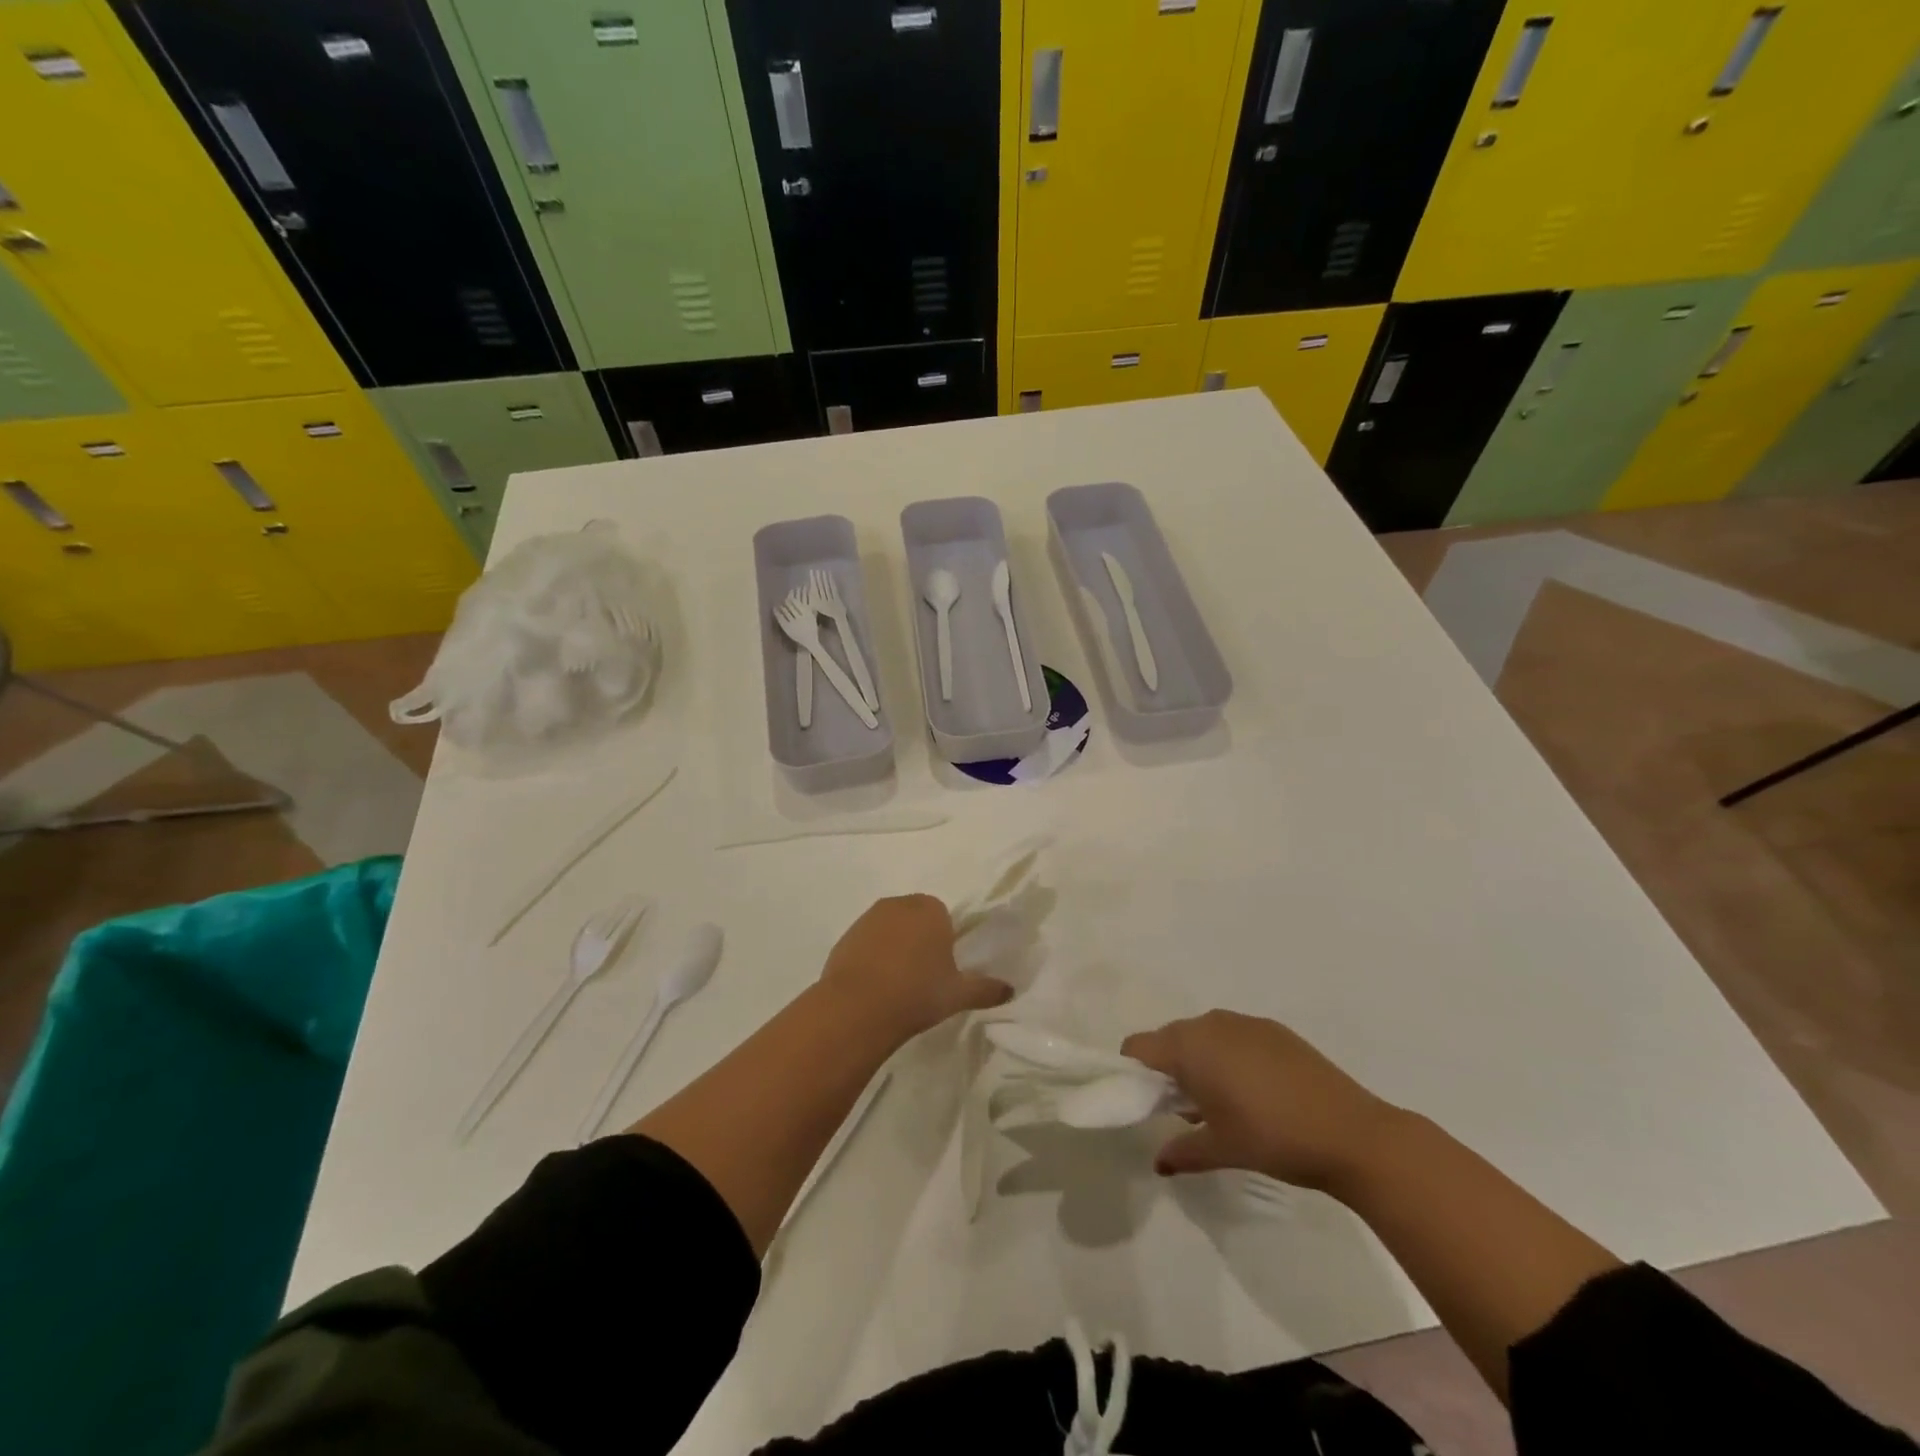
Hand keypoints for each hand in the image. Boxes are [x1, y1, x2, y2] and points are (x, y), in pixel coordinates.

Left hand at [820, 895, 1012, 1044]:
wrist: (857, 1008)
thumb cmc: (917, 993)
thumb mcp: (958, 995)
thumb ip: (986, 989)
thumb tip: (1011, 990)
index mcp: (930, 909)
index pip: (943, 916)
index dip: (944, 940)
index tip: (943, 968)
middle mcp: (898, 904)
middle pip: (915, 918)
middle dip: (919, 940)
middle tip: (923, 977)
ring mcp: (867, 919)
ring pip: (888, 929)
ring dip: (894, 948)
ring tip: (897, 985)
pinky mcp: (844, 937)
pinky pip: (866, 944)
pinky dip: (871, 959)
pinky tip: (874, 987)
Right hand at [1122, 1010, 1402, 1192]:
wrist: (1352, 1132)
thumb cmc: (1272, 1138)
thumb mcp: (1221, 1149)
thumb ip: (1182, 1151)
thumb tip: (1159, 1162)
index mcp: (1188, 1046)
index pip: (1137, 1046)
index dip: (1133, 1073)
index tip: (1146, 1103)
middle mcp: (1210, 1023)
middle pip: (1169, 1039)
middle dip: (1168, 1070)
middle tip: (1184, 1110)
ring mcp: (1244, 1022)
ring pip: (1203, 1036)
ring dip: (1200, 1062)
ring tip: (1222, 1104)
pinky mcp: (1274, 1029)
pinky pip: (1234, 1036)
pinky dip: (1230, 1057)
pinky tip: (1256, 1092)